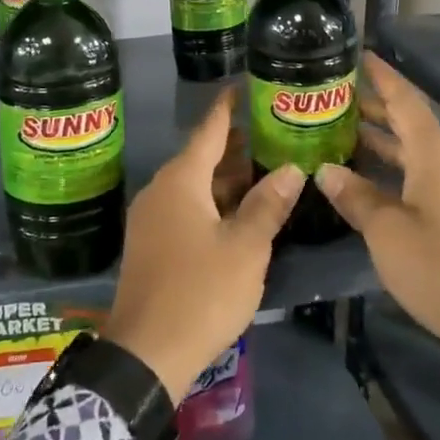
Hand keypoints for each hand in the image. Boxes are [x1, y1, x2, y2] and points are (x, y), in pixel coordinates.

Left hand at [103, 88, 303, 403]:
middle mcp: (160, 190)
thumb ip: (268, 204)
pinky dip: (212, 202)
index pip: (209, 129)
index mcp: (180, 180)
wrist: (147, 352)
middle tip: (272, 134)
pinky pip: (184, 208)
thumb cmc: (201, 291)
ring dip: (226, 179)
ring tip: (264, 172)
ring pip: (194, 186)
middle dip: (235, 146)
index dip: (228, 107)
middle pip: (201, 157)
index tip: (244, 87)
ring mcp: (151, 218)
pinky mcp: (151, 244)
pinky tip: (238, 213)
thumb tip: (292, 168)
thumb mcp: (246, 248)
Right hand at [315, 54, 439, 408]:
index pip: (406, 101)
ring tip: (341, 131)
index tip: (358, 55)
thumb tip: (326, 170)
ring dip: (383, 139)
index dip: (383, 76)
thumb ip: (356, 197)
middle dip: (374, 107)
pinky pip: (423, 174)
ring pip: (417, 151)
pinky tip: (368, 178)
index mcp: (436, 156)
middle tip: (333, 97)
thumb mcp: (388, 233)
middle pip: (411, 122)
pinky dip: (395, 166)